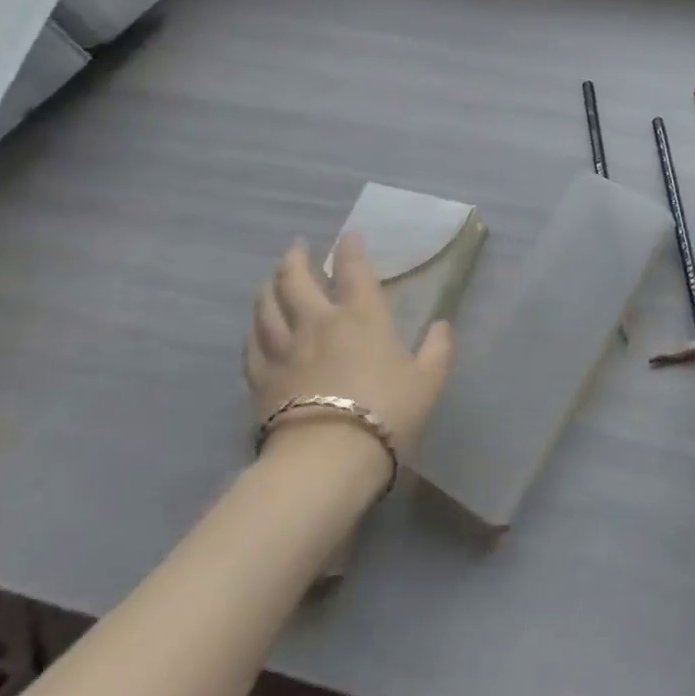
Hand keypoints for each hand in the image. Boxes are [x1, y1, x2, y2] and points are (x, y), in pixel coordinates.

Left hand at [245, 237, 455, 466]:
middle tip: (297, 248)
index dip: (351, 248)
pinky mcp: (260, 379)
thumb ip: (438, 349)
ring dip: (269, 287)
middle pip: (296, 280)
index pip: (354, 269)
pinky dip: (254, 328)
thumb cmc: (387, 412)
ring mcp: (284, 349)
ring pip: (267, 307)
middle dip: (296, 259)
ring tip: (271, 280)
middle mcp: (318, 322)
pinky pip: (252, 344)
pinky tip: (255, 327)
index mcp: (362, 316)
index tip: (349, 236)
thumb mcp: (429, 380)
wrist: (327, 459)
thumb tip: (443, 326)